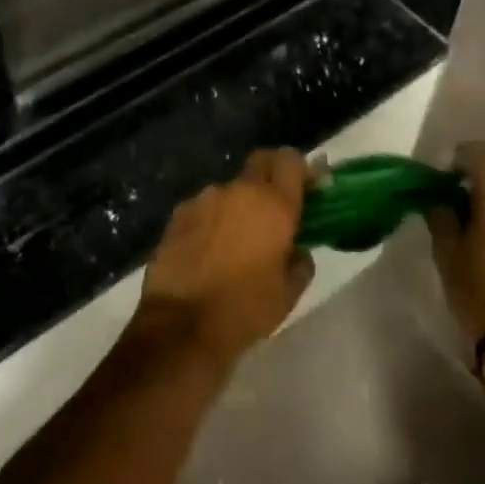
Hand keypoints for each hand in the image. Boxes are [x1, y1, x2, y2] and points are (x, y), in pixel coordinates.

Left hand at [134, 148, 314, 370]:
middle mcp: (239, 189)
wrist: (181, 324)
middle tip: (275, 207)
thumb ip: (299, 263)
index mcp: (273, 204)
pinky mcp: (179, 212)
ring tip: (237, 239)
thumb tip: (297, 250)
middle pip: (260, 162)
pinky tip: (209, 249)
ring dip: (239, 203)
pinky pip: (205, 206)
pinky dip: (213, 219)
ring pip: (231, 188)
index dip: (300, 169)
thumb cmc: (245, 310)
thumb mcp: (288, 294)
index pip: (291, 160)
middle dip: (271, 176)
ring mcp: (205, 197)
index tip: (306, 188)